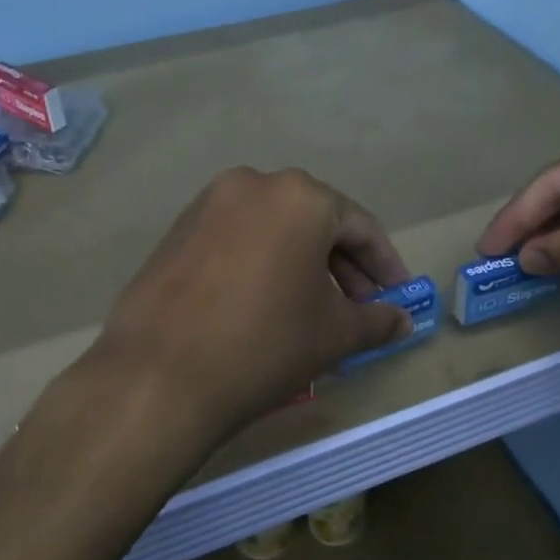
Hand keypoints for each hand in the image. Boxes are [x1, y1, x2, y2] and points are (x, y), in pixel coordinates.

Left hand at [93, 168, 413, 441]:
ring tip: (313, 310)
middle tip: (359, 308)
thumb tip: (401, 320)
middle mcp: (253, 184)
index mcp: (300, 196)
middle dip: (342, 266)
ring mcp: (208, 204)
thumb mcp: (334, 334)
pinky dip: (261, 263)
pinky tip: (264, 303)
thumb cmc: (264, 344)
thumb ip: (376, 320)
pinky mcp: (177, 229)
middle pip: (315, 222)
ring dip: (301, 264)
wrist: (158, 375)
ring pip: (273, 229)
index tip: (398, 297)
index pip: (360, 227)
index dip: (385, 265)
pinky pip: (237, 239)